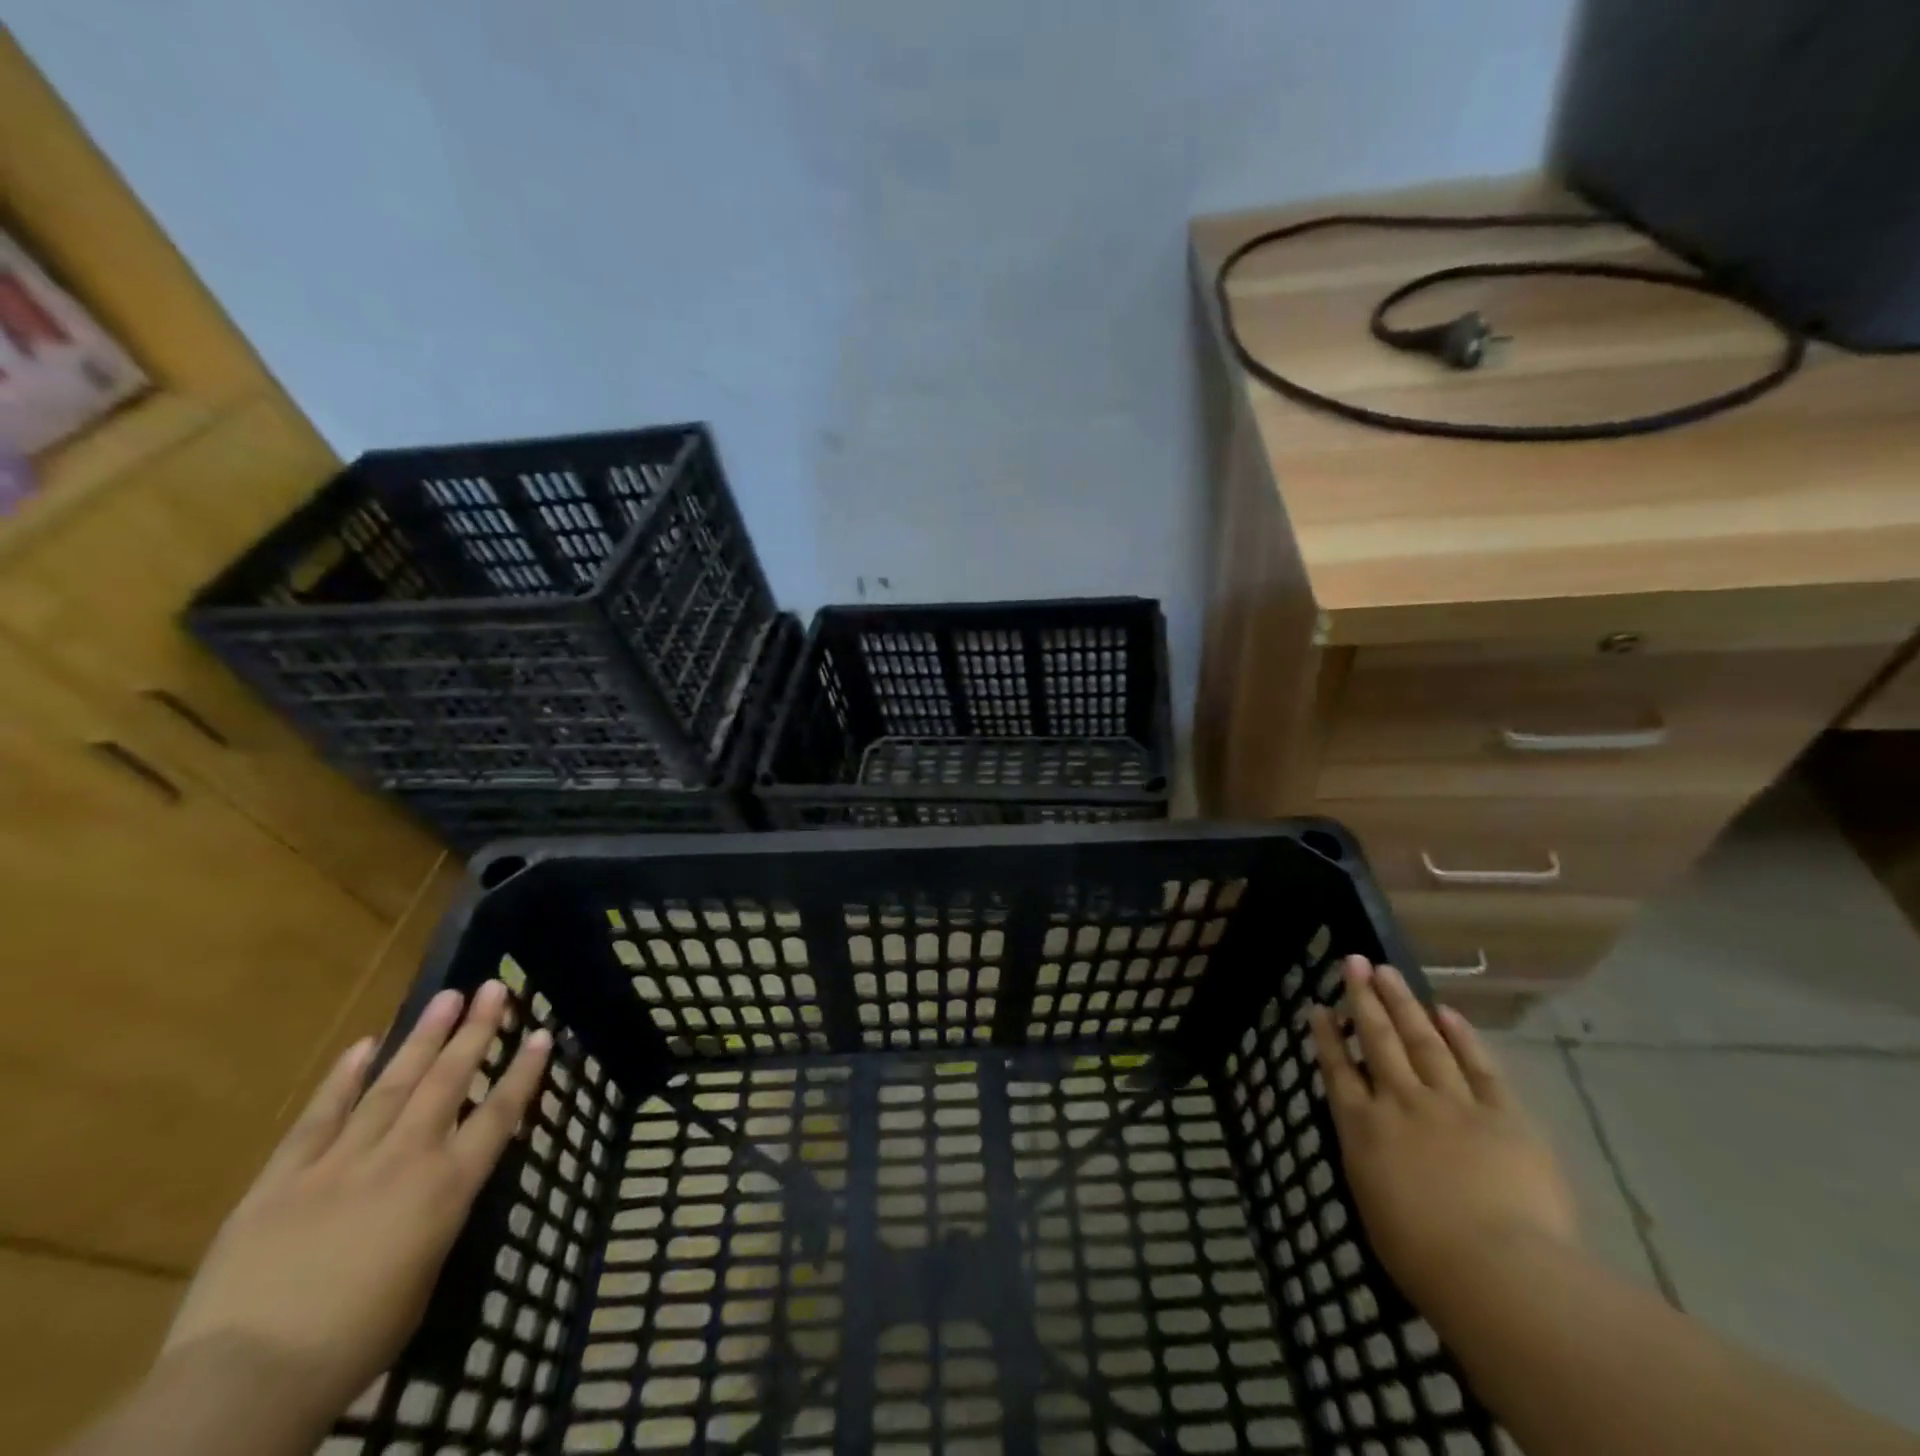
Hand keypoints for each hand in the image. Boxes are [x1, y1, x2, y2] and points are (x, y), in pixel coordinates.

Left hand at [162, 982, 550, 1426]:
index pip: (498, 1115)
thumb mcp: (424, 1278)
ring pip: (392, 1085)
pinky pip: (319, 1118)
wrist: (246, 1381)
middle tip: (493, 988)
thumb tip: (438, 1190)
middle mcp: (404, 1159)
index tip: (541, 1033)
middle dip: (475, 1031)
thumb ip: (436, 1220)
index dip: (523, 1072)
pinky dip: (343, 1079)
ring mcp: (341, 1162)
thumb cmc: (355, 1343)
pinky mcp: (283, 1178)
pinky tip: (364, 1045)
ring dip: (423, 1038)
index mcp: (446, 1188)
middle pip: (448, 1082)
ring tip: (446, 998)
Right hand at [1308, 956, 1578, 1314]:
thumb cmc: (1424, 1258)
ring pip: (1422, 1041)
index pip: (1337, 1070)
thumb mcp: (1373, 1206)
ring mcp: (1452, 1104)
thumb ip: (1370, 1160)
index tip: (1318, 1006)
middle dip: (1362, 999)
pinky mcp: (1503, 1116)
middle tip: (1353, 962)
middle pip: (1377, 1040)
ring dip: (1403, 1003)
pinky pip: (1478, 1067)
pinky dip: (1462, 1038)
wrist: (1499, 1272)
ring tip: (1387, 972)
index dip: (1326, 1036)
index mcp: (1363, 1128)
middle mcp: (1400, 1103)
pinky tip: (1447, 1013)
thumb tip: (1370, 1136)